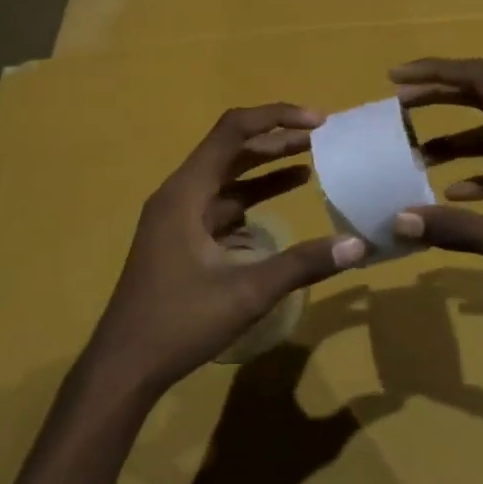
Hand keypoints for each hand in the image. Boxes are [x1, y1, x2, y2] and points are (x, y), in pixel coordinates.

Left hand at [82, 105, 367, 401]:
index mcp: (186, 192)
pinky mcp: (180, 241)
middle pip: (230, 151)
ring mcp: (176, 219)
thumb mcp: (247, 292)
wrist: (125, 365)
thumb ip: (302, 264)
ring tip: (309, 164)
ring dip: (264, 171)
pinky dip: (249, 201)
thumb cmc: (180, 322)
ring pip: (225, 180)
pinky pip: (219, 207)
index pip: (233, 131)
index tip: (318, 122)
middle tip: (321, 139)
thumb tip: (357, 244)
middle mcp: (178, 195)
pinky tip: (276, 210)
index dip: (276, 118)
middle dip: (275, 141)